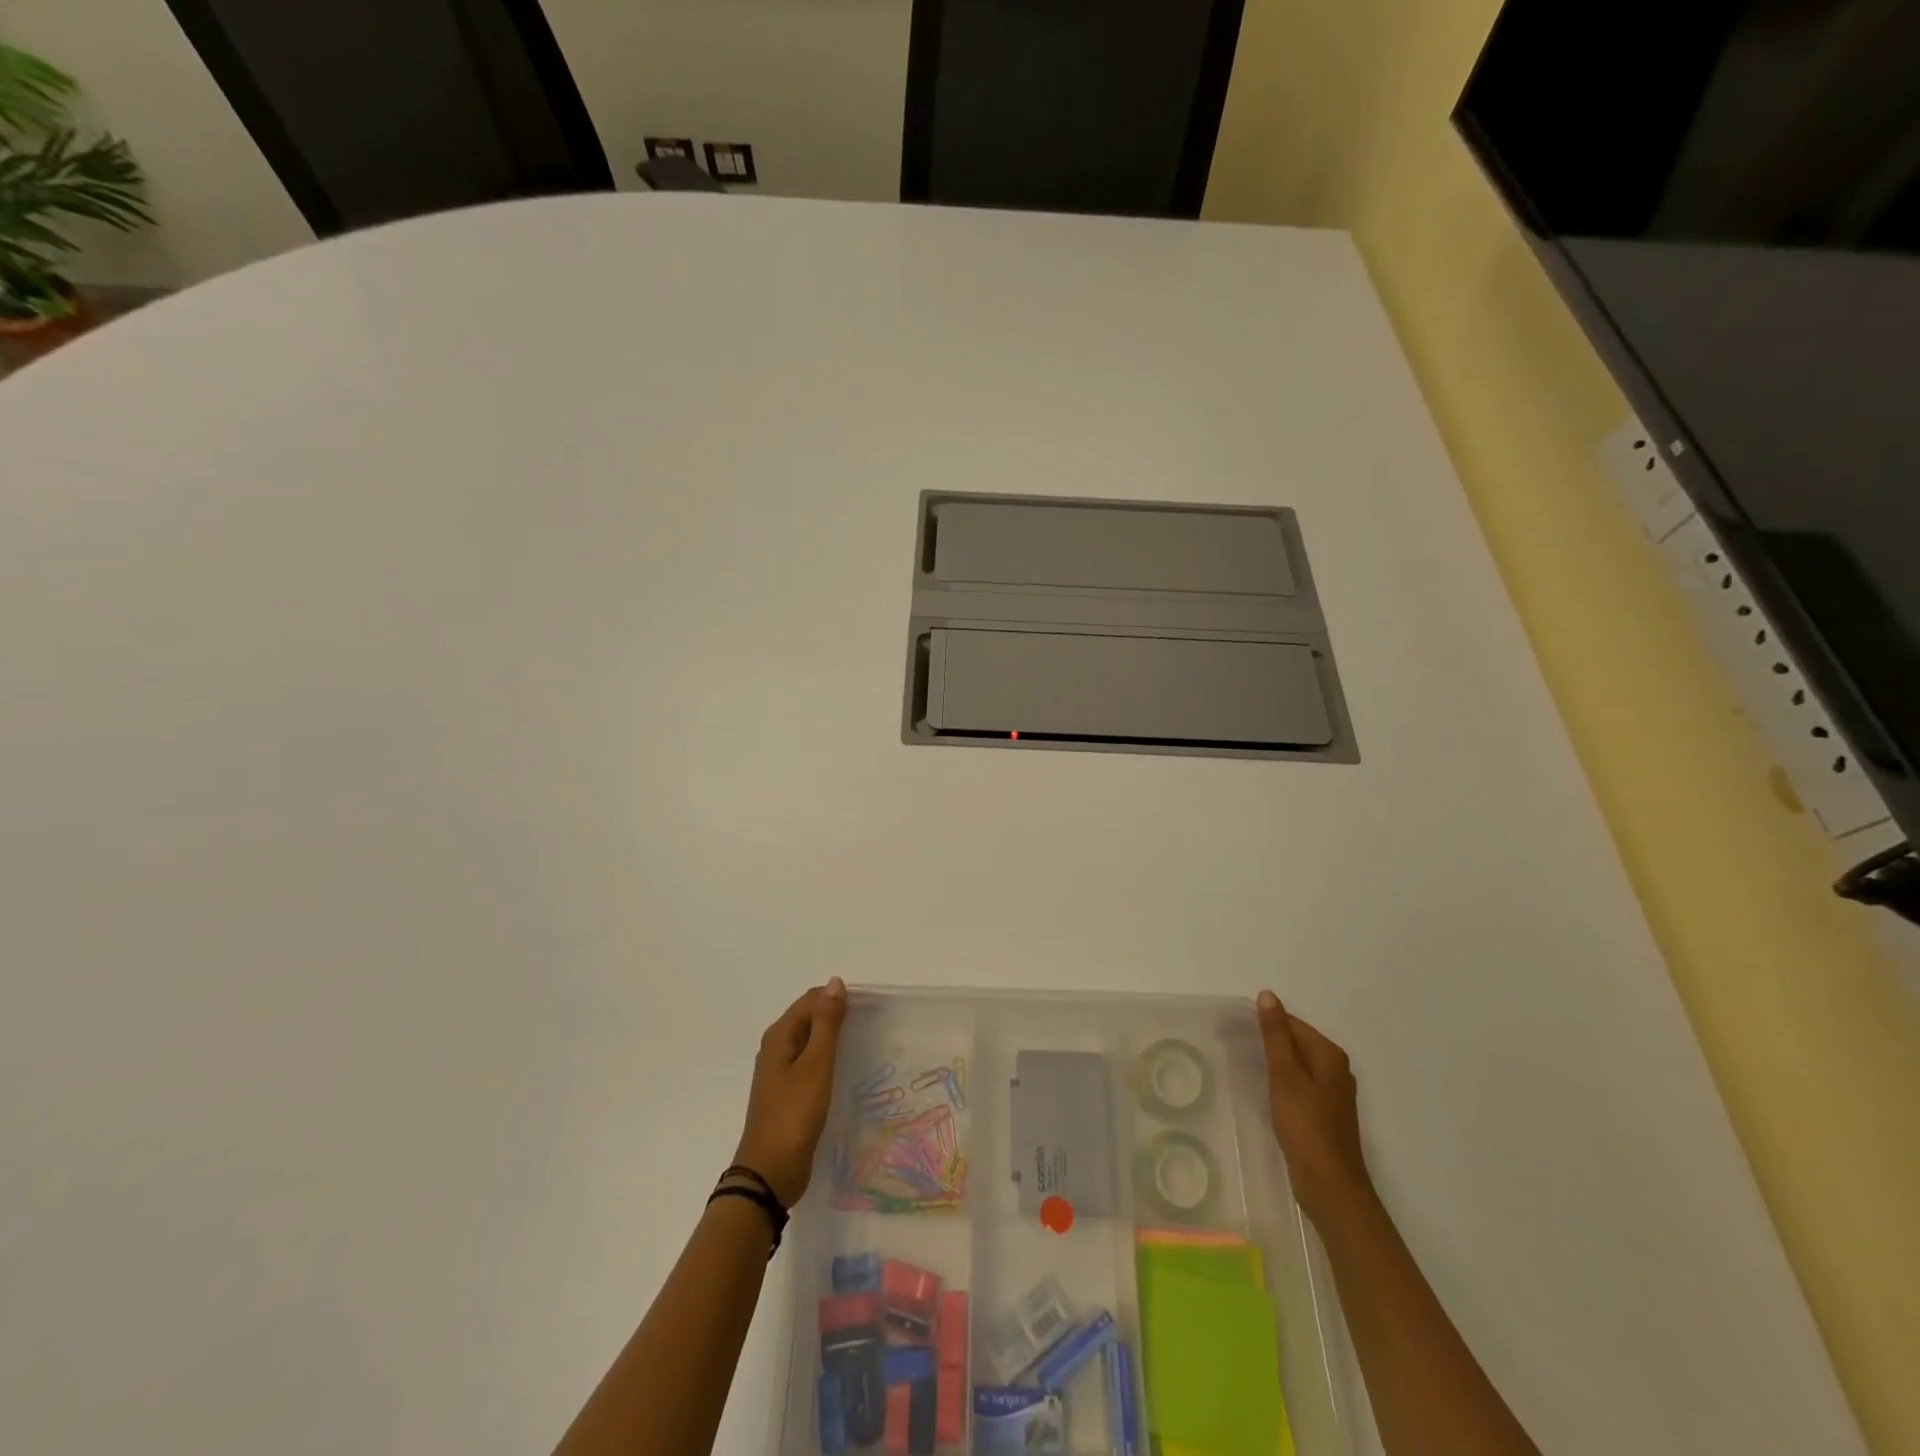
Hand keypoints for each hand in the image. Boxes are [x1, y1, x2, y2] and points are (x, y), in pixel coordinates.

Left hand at [732, 978, 847, 1207]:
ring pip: (812, 1041)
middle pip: (810, 1018)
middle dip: (838, 1017)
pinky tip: (847, 1071)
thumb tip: (836, 982)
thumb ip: (826, 1023)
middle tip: (872, 1027)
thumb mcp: (815, 1065)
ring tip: (865, 1046)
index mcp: (779, 1035)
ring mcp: (780, 1071)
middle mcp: (776, 1047)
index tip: (869, 1010)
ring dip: (835, 1039)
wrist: (769, 1174)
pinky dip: (829, 1060)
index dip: (839, 998)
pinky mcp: (788, 1092)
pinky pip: (811, 1063)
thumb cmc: (793, 1115)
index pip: (812, 999)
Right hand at [1256, 990, 1373, 1225]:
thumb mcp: (1285, 1075)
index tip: (1234, 1028)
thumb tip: (1268, 995)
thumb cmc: (1306, 1125)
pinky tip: (1265, 1092)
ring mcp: (1332, 1095)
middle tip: (1233, 1044)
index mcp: (1330, 1056)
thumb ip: (1276, 1035)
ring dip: (1274, 1063)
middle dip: (1268, 1041)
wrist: (1330, 1186)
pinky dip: (1281, 1084)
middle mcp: (1336, 1070)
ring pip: (1297, 1066)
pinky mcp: (1325, 1115)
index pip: (1293, 1024)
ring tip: (1245, 1064)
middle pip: (1297, 1043)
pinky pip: (1299, 1086)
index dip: (1264, 1023)